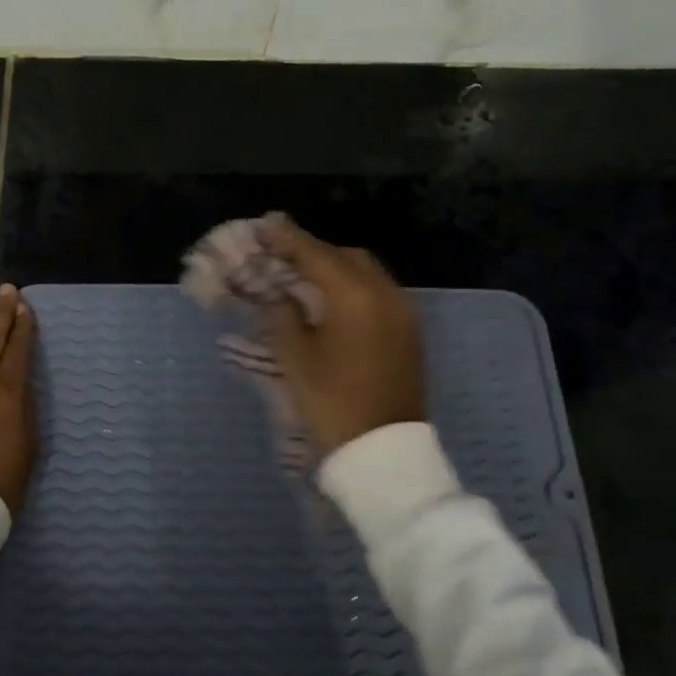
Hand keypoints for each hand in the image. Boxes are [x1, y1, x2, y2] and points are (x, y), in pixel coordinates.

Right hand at [260, 216, 426, 454]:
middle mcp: (386, 294)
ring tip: (303, 278)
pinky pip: (378, 293)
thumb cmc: (331, 401)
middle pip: (347, 257)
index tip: (265, 225)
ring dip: (335, 269)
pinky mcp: (409, 332)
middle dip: (314, 252)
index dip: (288, 239)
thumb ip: (283, 314)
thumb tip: (279, 294)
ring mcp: (404, 312)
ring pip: (366, 273)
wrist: (383, 450)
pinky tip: (331, 302)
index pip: (316, 255)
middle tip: (281, 256)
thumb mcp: (295, 357)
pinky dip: (353, 288)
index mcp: (355, 296)